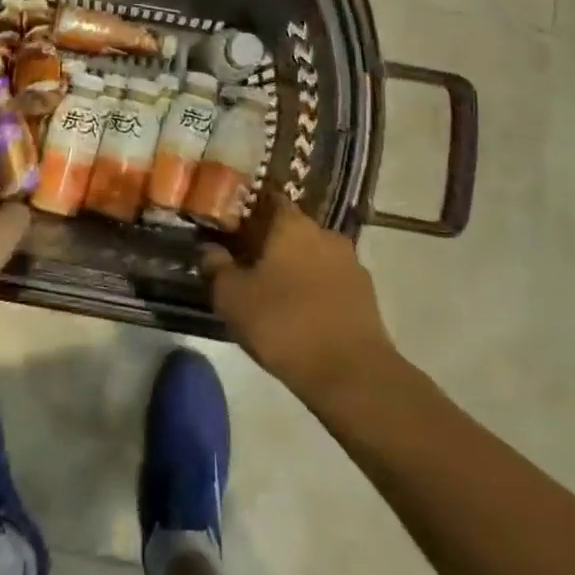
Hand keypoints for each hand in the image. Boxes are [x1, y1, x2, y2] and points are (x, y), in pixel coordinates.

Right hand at [201, 189, 395, 401]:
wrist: (352, 374)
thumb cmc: (284, 324)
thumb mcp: (233, 298)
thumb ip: (216, 267)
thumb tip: (209, 249)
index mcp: (292, 223)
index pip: (268, 200)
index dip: (248, 212)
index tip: (232, 230)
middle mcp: (324, 232)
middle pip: (291, 228)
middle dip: (270, 243)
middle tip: (248, 265)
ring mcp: (350, 262)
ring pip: (313, 255)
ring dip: (295, 268)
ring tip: (274, 294)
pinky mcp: (366, 293)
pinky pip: (331, 280)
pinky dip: (315, 289)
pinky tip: (301, 313)